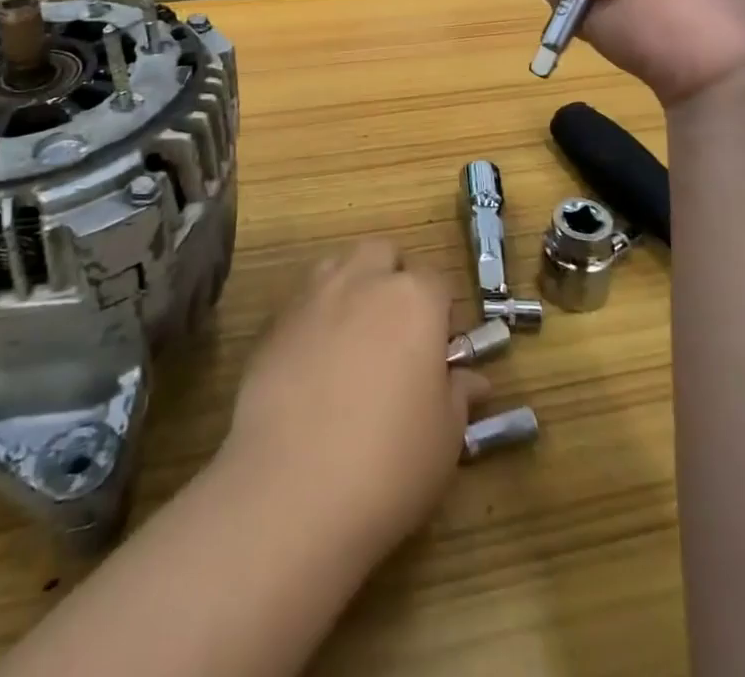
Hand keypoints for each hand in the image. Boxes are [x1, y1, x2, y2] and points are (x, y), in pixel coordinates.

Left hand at [218, 241, 488, 564]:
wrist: (292, 489)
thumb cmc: (390, 462)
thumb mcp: (445, 437)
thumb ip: (458, 394)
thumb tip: (471, 379)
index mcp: (414, 299)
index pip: (436, 280)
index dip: (441, 312)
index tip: (439, 351)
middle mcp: (362, 281)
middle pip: (382, 255)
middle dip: (392, 279)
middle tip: (396, 333)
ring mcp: (312, 297)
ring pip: (337, 267)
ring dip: (351, 289)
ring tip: (354, 342)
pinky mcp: (272, 324)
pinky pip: (302, 304)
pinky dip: (314, 320)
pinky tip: (313, 369)